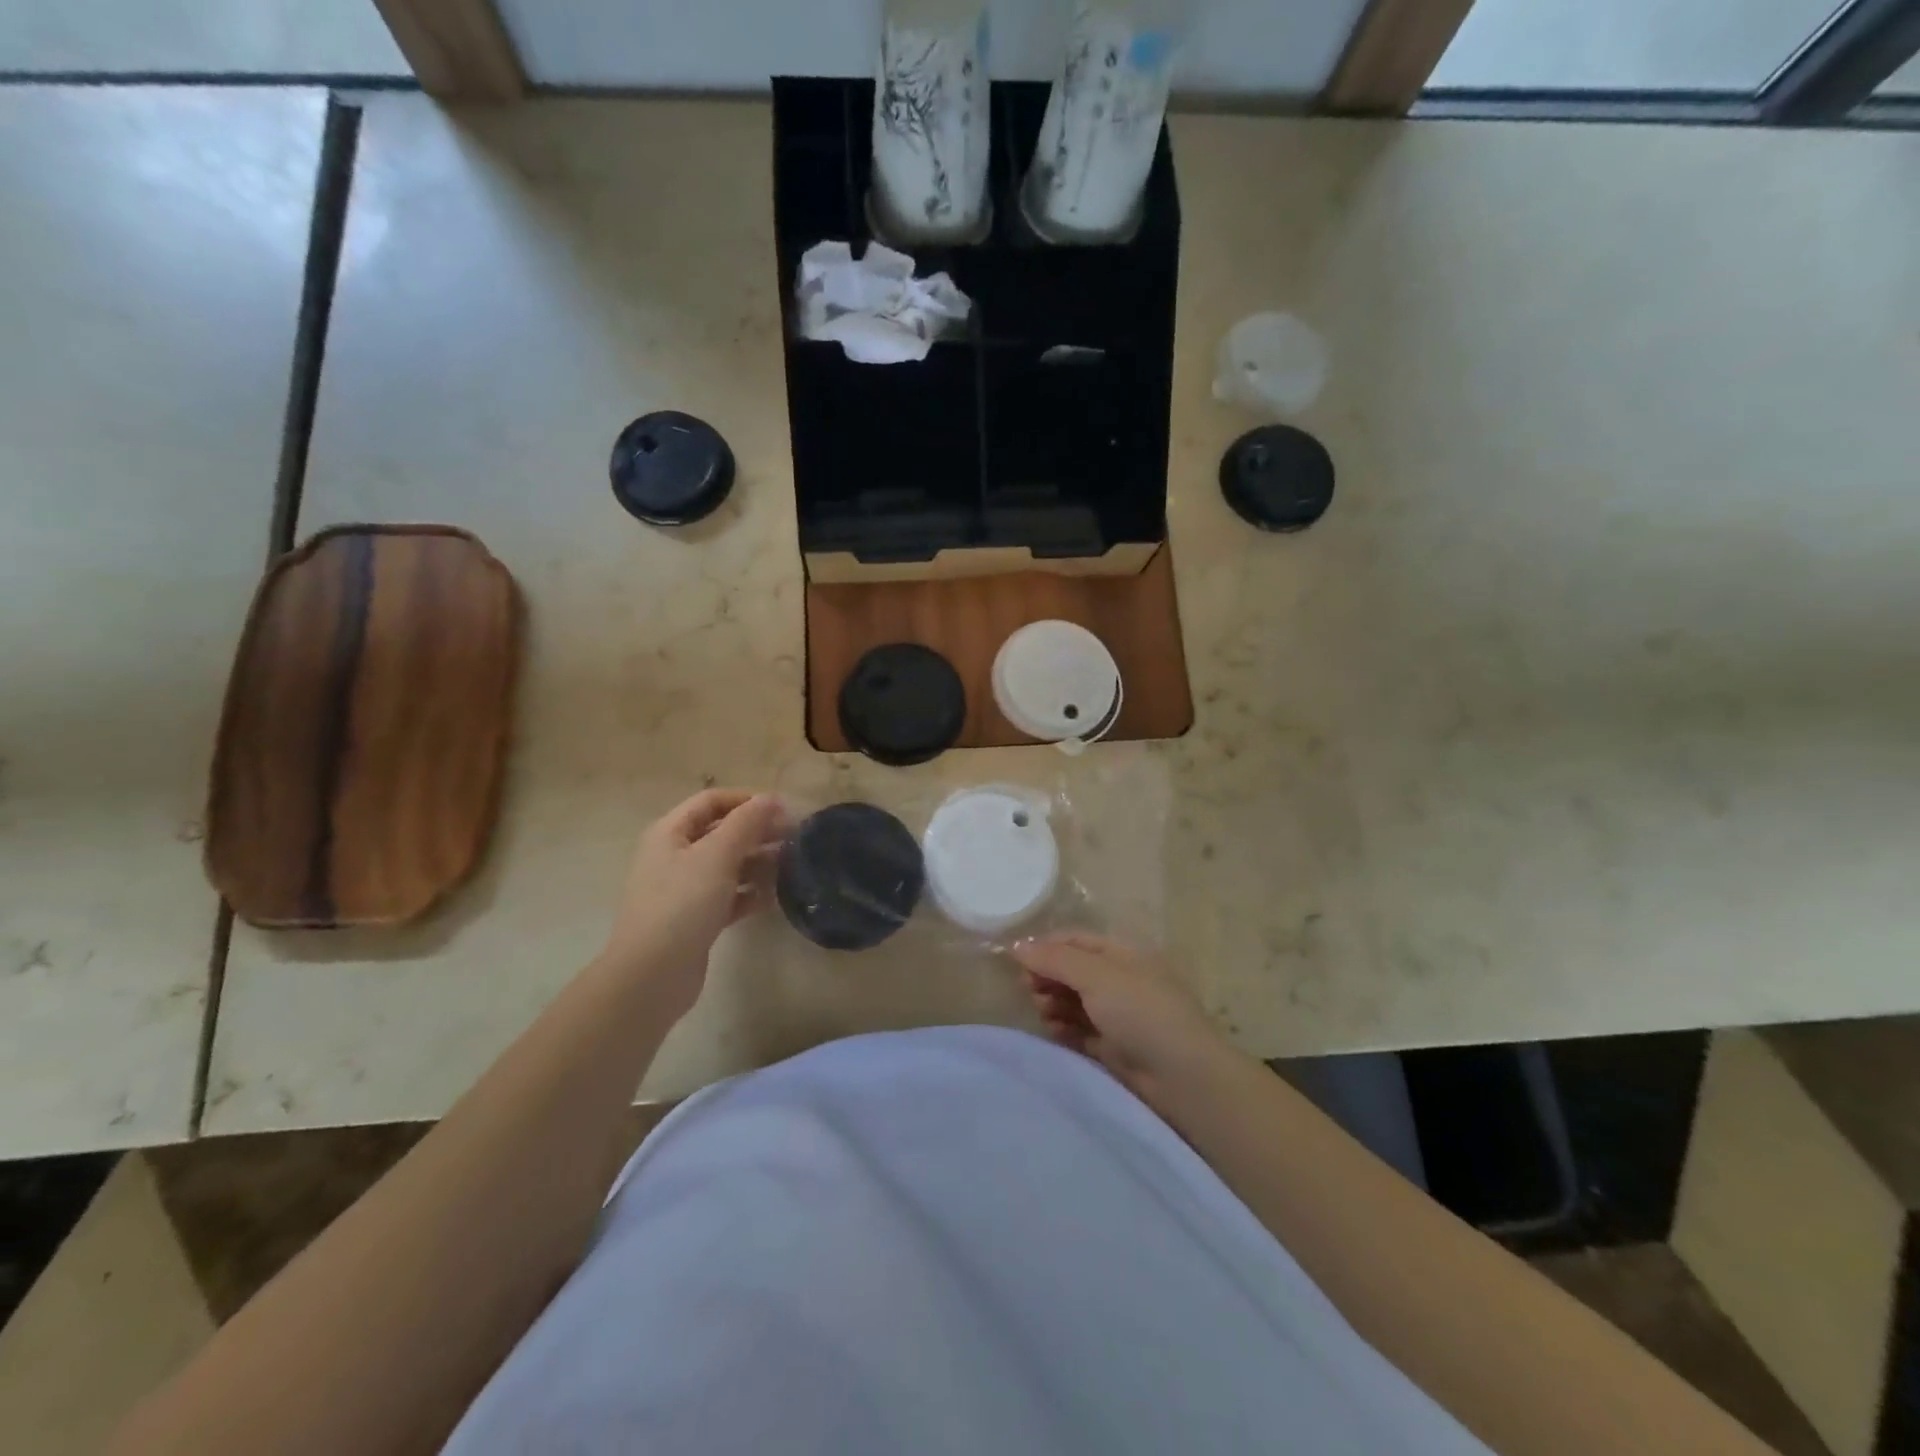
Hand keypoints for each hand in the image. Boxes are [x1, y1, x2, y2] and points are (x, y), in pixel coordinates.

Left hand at [603, 789, 785, 1015]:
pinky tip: (773, 898)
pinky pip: (727, 896)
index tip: (782, 810)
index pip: (711, 801)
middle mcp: (673, 856)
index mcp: (670, 833)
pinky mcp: (695, 919)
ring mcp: (683, 890)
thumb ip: (746, 823)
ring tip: (790, 866)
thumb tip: (770, 798)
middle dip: (756, 832)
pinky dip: (749, 893)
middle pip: (720, 832)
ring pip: (726, 865)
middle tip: (793, 838)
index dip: (746, 800)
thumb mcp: (717, 855)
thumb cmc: (683, 903)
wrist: (652, 974)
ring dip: (757, 862)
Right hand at [1011, 933, 1239, 1109]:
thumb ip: (1055, 959)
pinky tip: (1054, 1032)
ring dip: (1053, 1003)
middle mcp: (1120, 979)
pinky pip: (1080, 1030)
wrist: (1182, 1076)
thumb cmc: (1141, 1012)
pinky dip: (1064, 1028)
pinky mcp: (1115, 1046)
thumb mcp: (1097, 975)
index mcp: (1123, 953)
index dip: (1045, 946)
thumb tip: (1018, 945)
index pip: (1075, 940)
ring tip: (1043, 1013)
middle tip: (1028, 990)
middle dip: (1047, 976)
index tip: (1015, 960)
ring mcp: (1119, 1014)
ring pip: (1074, 1001)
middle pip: (1072, 970)